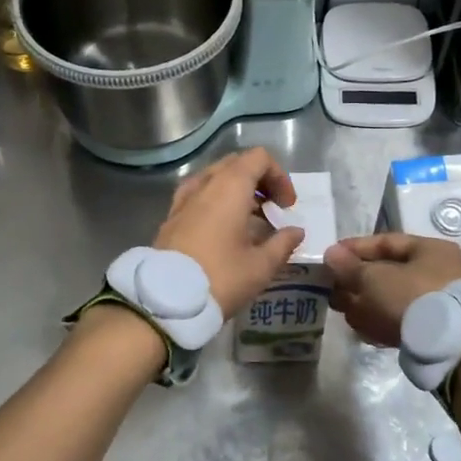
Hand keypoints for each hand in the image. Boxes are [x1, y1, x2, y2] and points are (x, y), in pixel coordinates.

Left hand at [153, 147, 305, 318]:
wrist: (165, 301)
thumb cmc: (220, 278)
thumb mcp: (260, 266)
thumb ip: (283, 244)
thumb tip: (296, 231)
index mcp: (229, 187)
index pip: (258, 158)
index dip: (279, 176)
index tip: (287, 206)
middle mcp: (204, 184)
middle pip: (236, 164)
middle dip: (259, 181)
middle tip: (272, 209)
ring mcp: (183, 199)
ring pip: (214, 178)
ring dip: (236, 191)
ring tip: (249, 219)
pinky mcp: (171, 217)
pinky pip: (198, 195)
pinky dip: (215, 201)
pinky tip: (221, 227)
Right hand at [324, 233, 460, 348]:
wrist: (448, 347)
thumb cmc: (411, 298)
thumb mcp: (374, 278)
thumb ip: (349, 266)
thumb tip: (331, 254)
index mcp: (430, 250)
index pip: (385, 242)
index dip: (354, 248)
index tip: (330, 257)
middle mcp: (436, 272)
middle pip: (387, 272)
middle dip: (357, 281)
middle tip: (332, 289)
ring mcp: (436, 303)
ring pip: (391, 298)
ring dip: (364, 303)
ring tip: (341, 310)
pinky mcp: (432, 330)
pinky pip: (399, 319)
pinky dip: (379, 321)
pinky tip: (360, 329)